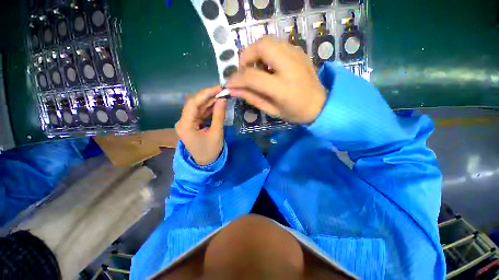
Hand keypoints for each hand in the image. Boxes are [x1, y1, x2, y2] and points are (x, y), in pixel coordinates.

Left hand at [175, 86, 226, 165]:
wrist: (205, 163)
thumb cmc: (210, 151)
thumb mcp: (216, 133)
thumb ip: (219, 115)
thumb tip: (222, 99)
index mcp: (185, 125)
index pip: (193, 104)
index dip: (205, 94)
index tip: (218, 88)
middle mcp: (183, 121)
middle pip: (194, 104)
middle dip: (208, 96)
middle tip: (221, 91)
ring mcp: (187, 122)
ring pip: (197, 107)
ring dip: (209, 101)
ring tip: (221, 96)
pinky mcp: (191, 124)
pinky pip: (200, 113)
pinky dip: (208, 108)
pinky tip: (217, 104)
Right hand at [227, 36, 325, 123]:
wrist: (320, 105)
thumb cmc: (295, 112)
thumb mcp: (272, 110)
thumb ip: (252, 98)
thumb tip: (233, 90)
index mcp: (282, 87)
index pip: (252, 76)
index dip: (236, 79)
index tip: (229, 84)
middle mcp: (289, 66)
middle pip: (261, 46)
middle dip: (245, 57)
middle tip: (244, 72)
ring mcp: (296, 55)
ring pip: (268, 41)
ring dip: (255, 53)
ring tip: (255, 69)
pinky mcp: (299, 51)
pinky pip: (277, 44)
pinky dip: (266, 52)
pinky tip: (267, 66)